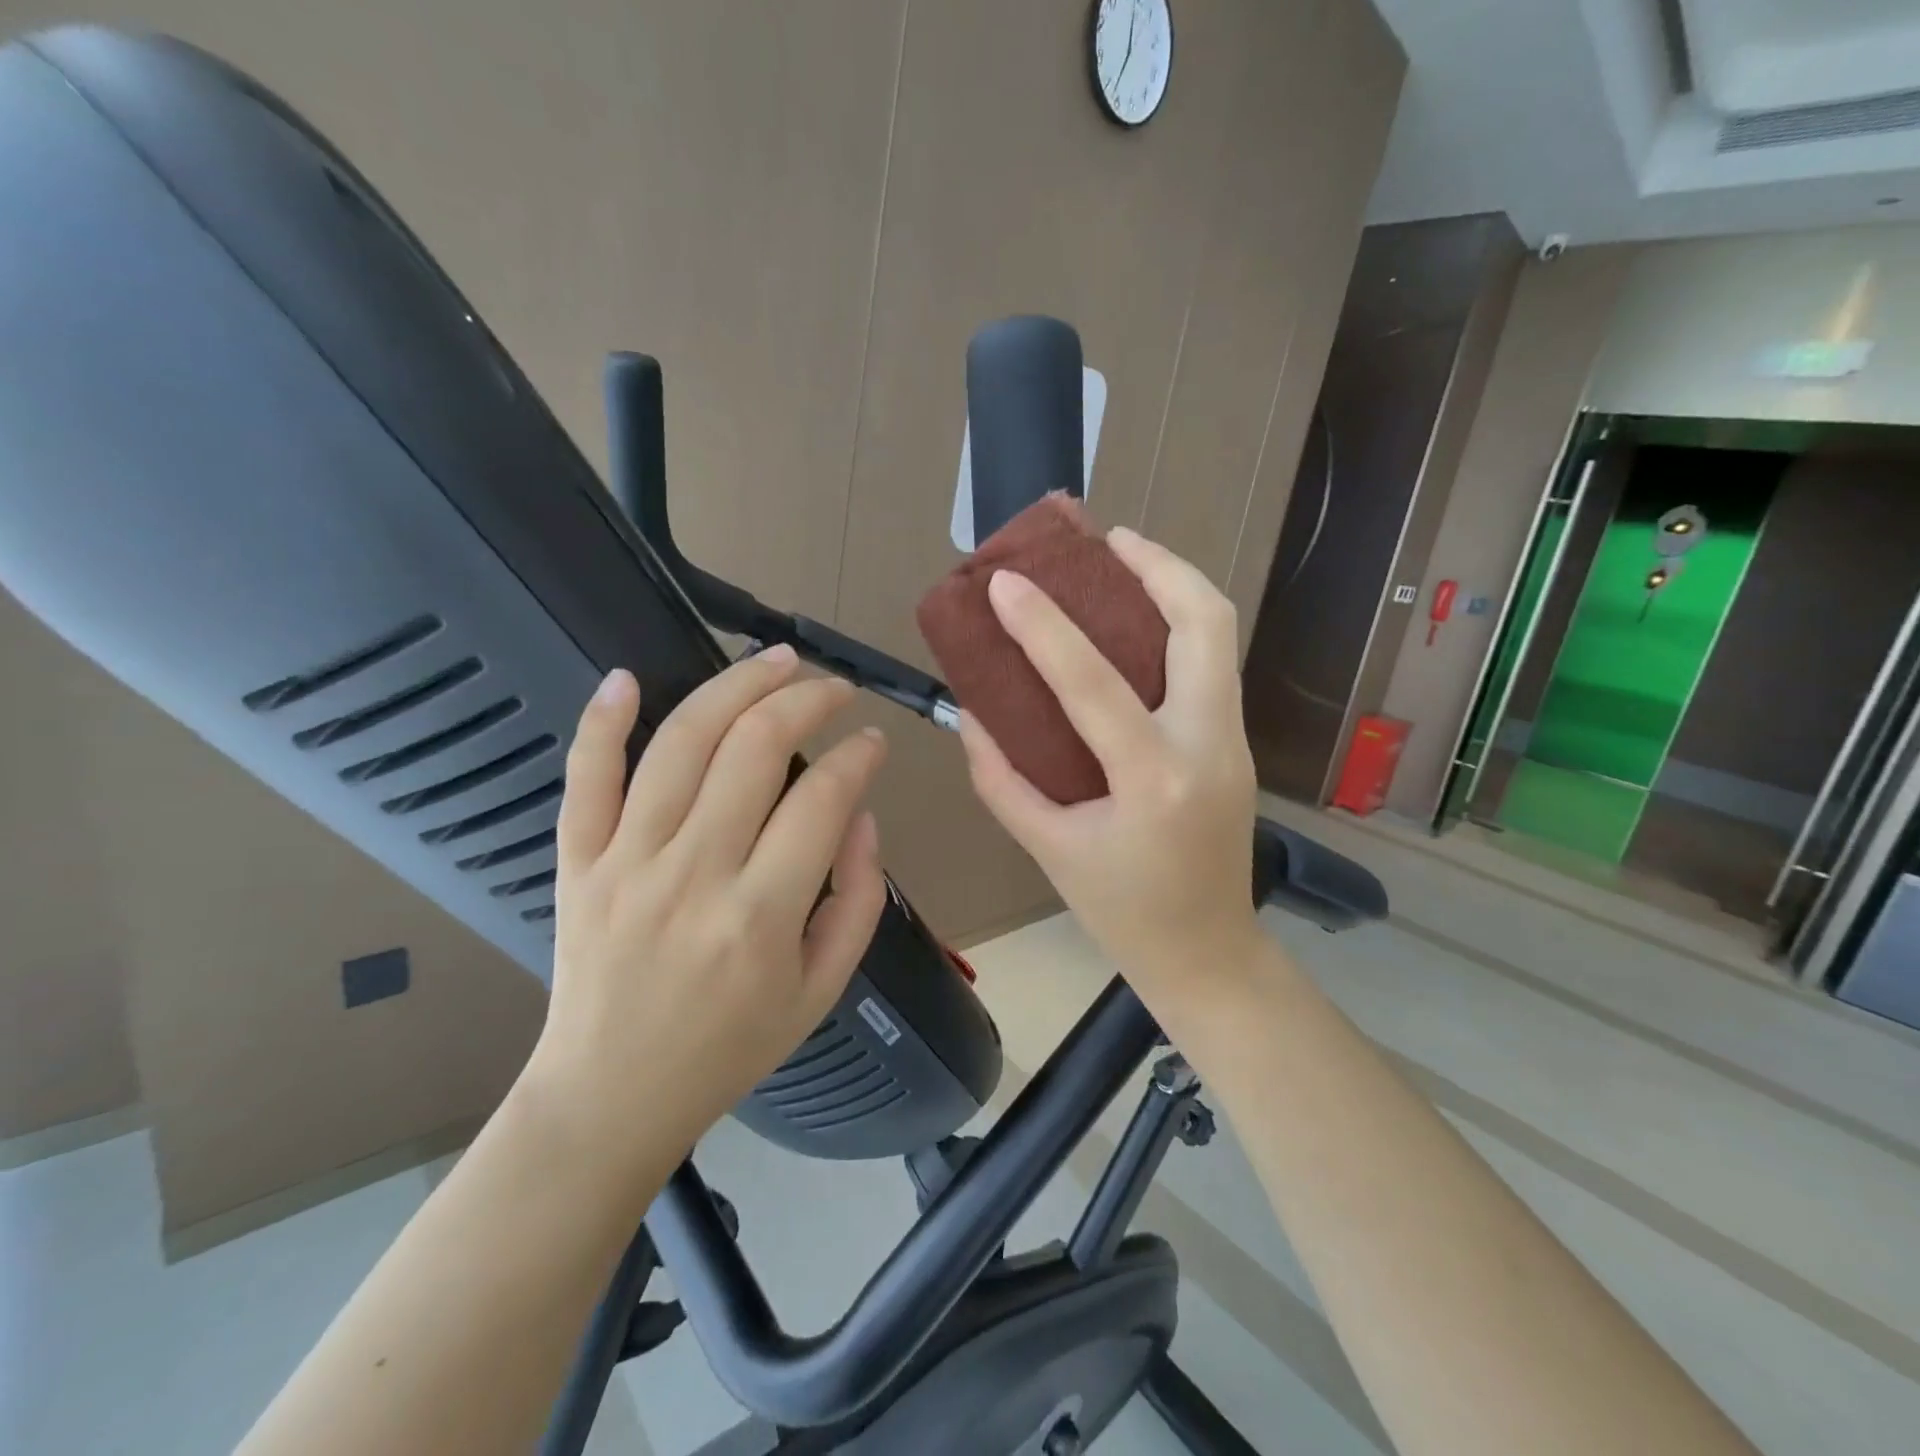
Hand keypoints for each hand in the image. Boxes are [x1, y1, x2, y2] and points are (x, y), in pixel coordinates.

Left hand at [525, 647, 887, 1187]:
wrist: (611, 1096)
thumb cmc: (730, 1047)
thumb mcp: (822, 989)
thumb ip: (858, 899)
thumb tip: (863, 815)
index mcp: (762, 914)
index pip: (823, 798)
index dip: (858, 754)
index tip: (872, 740)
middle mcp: (694, 873)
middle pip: (754, 748)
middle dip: (807, 698)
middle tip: (833, 686)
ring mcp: (625, 861)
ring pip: (680, 742)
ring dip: (734, 685)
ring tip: (775, 659)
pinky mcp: (577, 862)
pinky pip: (584, 777)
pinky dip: (602, 721)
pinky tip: (627, 677)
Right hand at [957, 528, 1262, 1022]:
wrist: (1208, 953)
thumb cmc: (1122, 912)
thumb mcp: (1047, 850)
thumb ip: (1001, 778)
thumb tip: (970, 715)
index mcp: (1155, 781)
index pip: (1093, 684)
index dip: (1043, 627)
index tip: (1005, 582)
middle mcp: (1207, 747)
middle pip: (1204, 624)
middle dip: (1158, 566)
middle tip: (1106, 541)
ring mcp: (1233, 741)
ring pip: (1219, 635)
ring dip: (1175, 585)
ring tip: (1125, 560)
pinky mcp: (1236, 743)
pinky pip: (1212, 663)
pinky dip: (1180, 625)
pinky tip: (1136, 624)